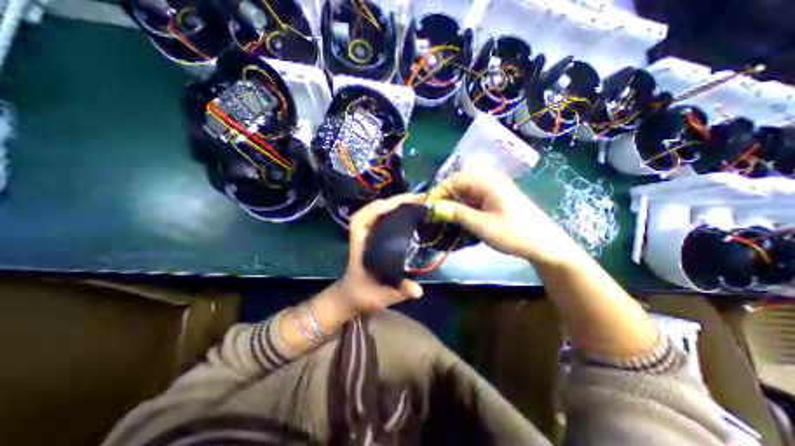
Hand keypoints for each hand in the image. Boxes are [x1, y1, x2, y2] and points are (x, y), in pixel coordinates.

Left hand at [335, 193, 425, 312]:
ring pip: (379, 211)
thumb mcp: (381, 295)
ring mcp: (367, 233)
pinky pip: (383, 217)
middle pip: (374, 209)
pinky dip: (395, 211)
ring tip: (417, 202)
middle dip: (396, 201)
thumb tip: (419, 290)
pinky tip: (409, 212)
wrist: (352, 295)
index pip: (364, 218)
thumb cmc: (363, 294)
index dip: (382, 207)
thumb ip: (399, 292)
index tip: (404, 203)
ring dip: (397, 204)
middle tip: (419, 199)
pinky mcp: (374, 235)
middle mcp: (362, 234)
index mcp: (359, 245)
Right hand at [438, 171, 581, 267]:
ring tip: (443, 216)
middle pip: (459, 183)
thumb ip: (455, 213)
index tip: (428, 208)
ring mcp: (494, 188)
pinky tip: (459, 216)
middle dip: (444, 197)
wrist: (545, 245)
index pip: (454, 179)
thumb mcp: (481, 224)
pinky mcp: (496, 198)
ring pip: (466, 191)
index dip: (438, 192)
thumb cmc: (514, 233)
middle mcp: (490, 180)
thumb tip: (433, 207)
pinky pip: (474, 197)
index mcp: (487, 181)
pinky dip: (463, 205)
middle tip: (434, 213)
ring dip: (453, 202)